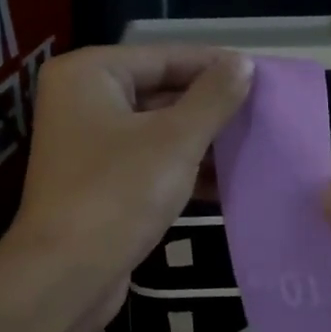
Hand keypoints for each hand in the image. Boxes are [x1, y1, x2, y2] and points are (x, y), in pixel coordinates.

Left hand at [6, 45, 253, 314]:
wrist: (67, 275)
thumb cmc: (119, 194)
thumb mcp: (175, 140)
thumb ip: (213, 98)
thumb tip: (243, 64)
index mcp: (89, 74)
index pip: (164, 57)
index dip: (214, 66)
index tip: (260, 75)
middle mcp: (82, 103)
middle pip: (159, 93)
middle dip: (210, 108)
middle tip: (262, 113)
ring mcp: (89, 147)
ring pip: (157, 133)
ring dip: (202, 143)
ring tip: (254, 146)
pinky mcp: (100, 186)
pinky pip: (149, 165)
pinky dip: (183, 171)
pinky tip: (227, 183)